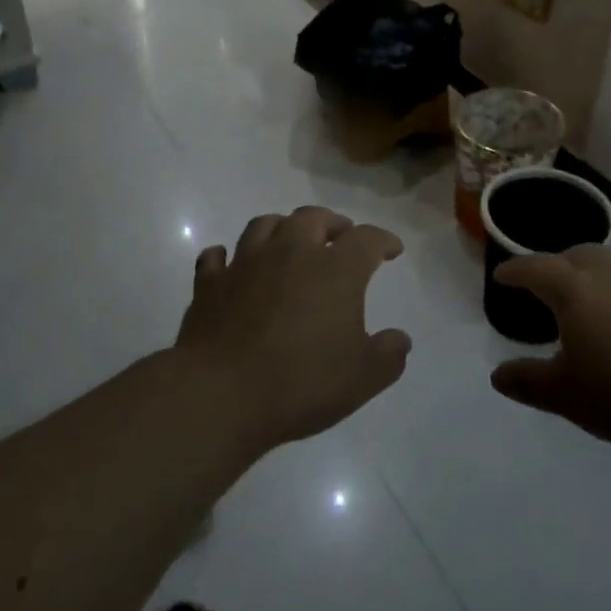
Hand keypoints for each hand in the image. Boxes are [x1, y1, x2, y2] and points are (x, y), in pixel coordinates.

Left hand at [175, 207, 410, 450]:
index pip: (366, 239)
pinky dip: (226, 257)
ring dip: (282, 227)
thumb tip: (400, 340)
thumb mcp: (362, 378)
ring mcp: (245, 264)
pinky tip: (230, 264)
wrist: (220, 394)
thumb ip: (388, 355)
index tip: (392, 249)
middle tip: (340, 236)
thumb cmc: (300, 383)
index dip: (383, 240)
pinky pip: (217, 258)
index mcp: (334, 270)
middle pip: (313, 217)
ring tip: (290, 240)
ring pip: (264, 225)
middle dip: (332, 222)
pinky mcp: (210, 284)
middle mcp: (290, 253)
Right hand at [489, 245, 610, 449]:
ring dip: (591, 279)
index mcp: (574, 289)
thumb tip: (498, 375)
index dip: (514, 271)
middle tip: (545, 287)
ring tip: (587, 309)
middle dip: (555, 266)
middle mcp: (609, 275)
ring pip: (610, 268)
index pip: (534, 268)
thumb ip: (529, 382)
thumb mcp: (567, 395)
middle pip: (575, 255)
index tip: (501, 276)